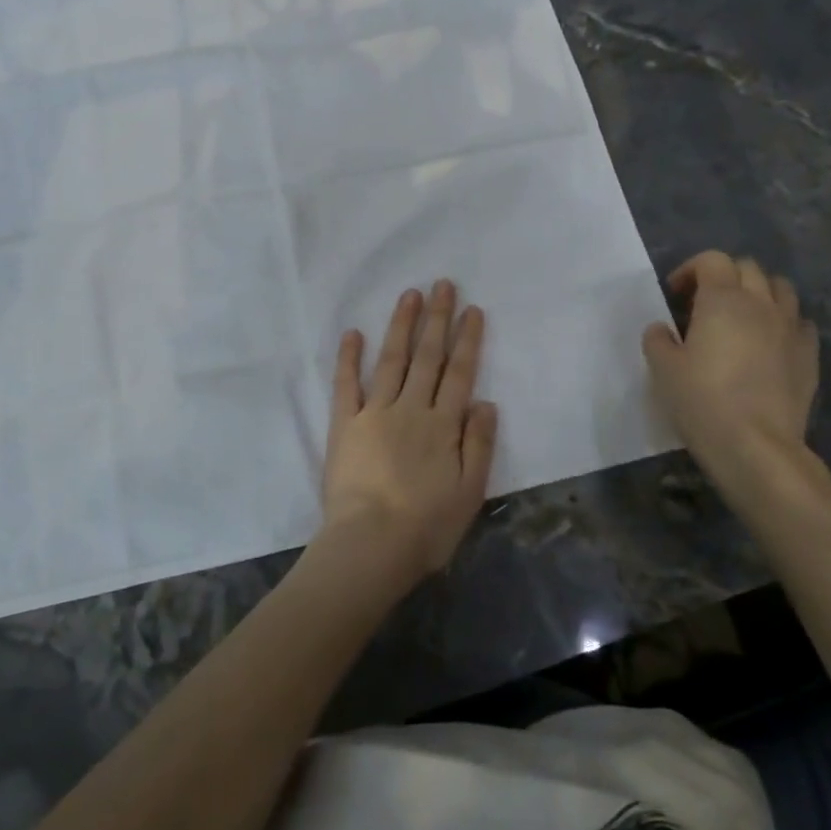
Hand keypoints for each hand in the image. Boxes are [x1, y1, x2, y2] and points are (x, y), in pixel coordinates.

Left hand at [320, 281, 496, 585]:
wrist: (370, 545)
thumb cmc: (426, 527)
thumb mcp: (469, 493)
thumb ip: (479, 445)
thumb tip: (486, 401)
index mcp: (444, 426)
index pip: (459, 373)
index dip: (467, 340)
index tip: (472, 309)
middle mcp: (412, 409)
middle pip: (428, 357)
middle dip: (437, 319)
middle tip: (442, 284)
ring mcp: (375, 412)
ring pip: (392, 360)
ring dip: (402, 325)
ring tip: (410, 295)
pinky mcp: (345, 424)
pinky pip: (346, 384)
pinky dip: (349, 358)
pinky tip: (353, 333)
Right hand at [642, 252, 818, 491]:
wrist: (756, 446)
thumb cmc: (702, 400)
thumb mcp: (662, 368)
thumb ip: (658, 339)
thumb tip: (662, 329)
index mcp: (722, 299)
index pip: (712, 260)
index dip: (690, 270)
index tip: (675, 295)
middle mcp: (761, 304)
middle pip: (748, 268)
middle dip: (725, 276)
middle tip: (705, 303)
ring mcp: (790, 329)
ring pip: (781, 289)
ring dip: (759, 293)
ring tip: (742, 317)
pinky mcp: (809, 356)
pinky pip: (800, 322)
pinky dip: (784, 322)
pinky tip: (770, 343)